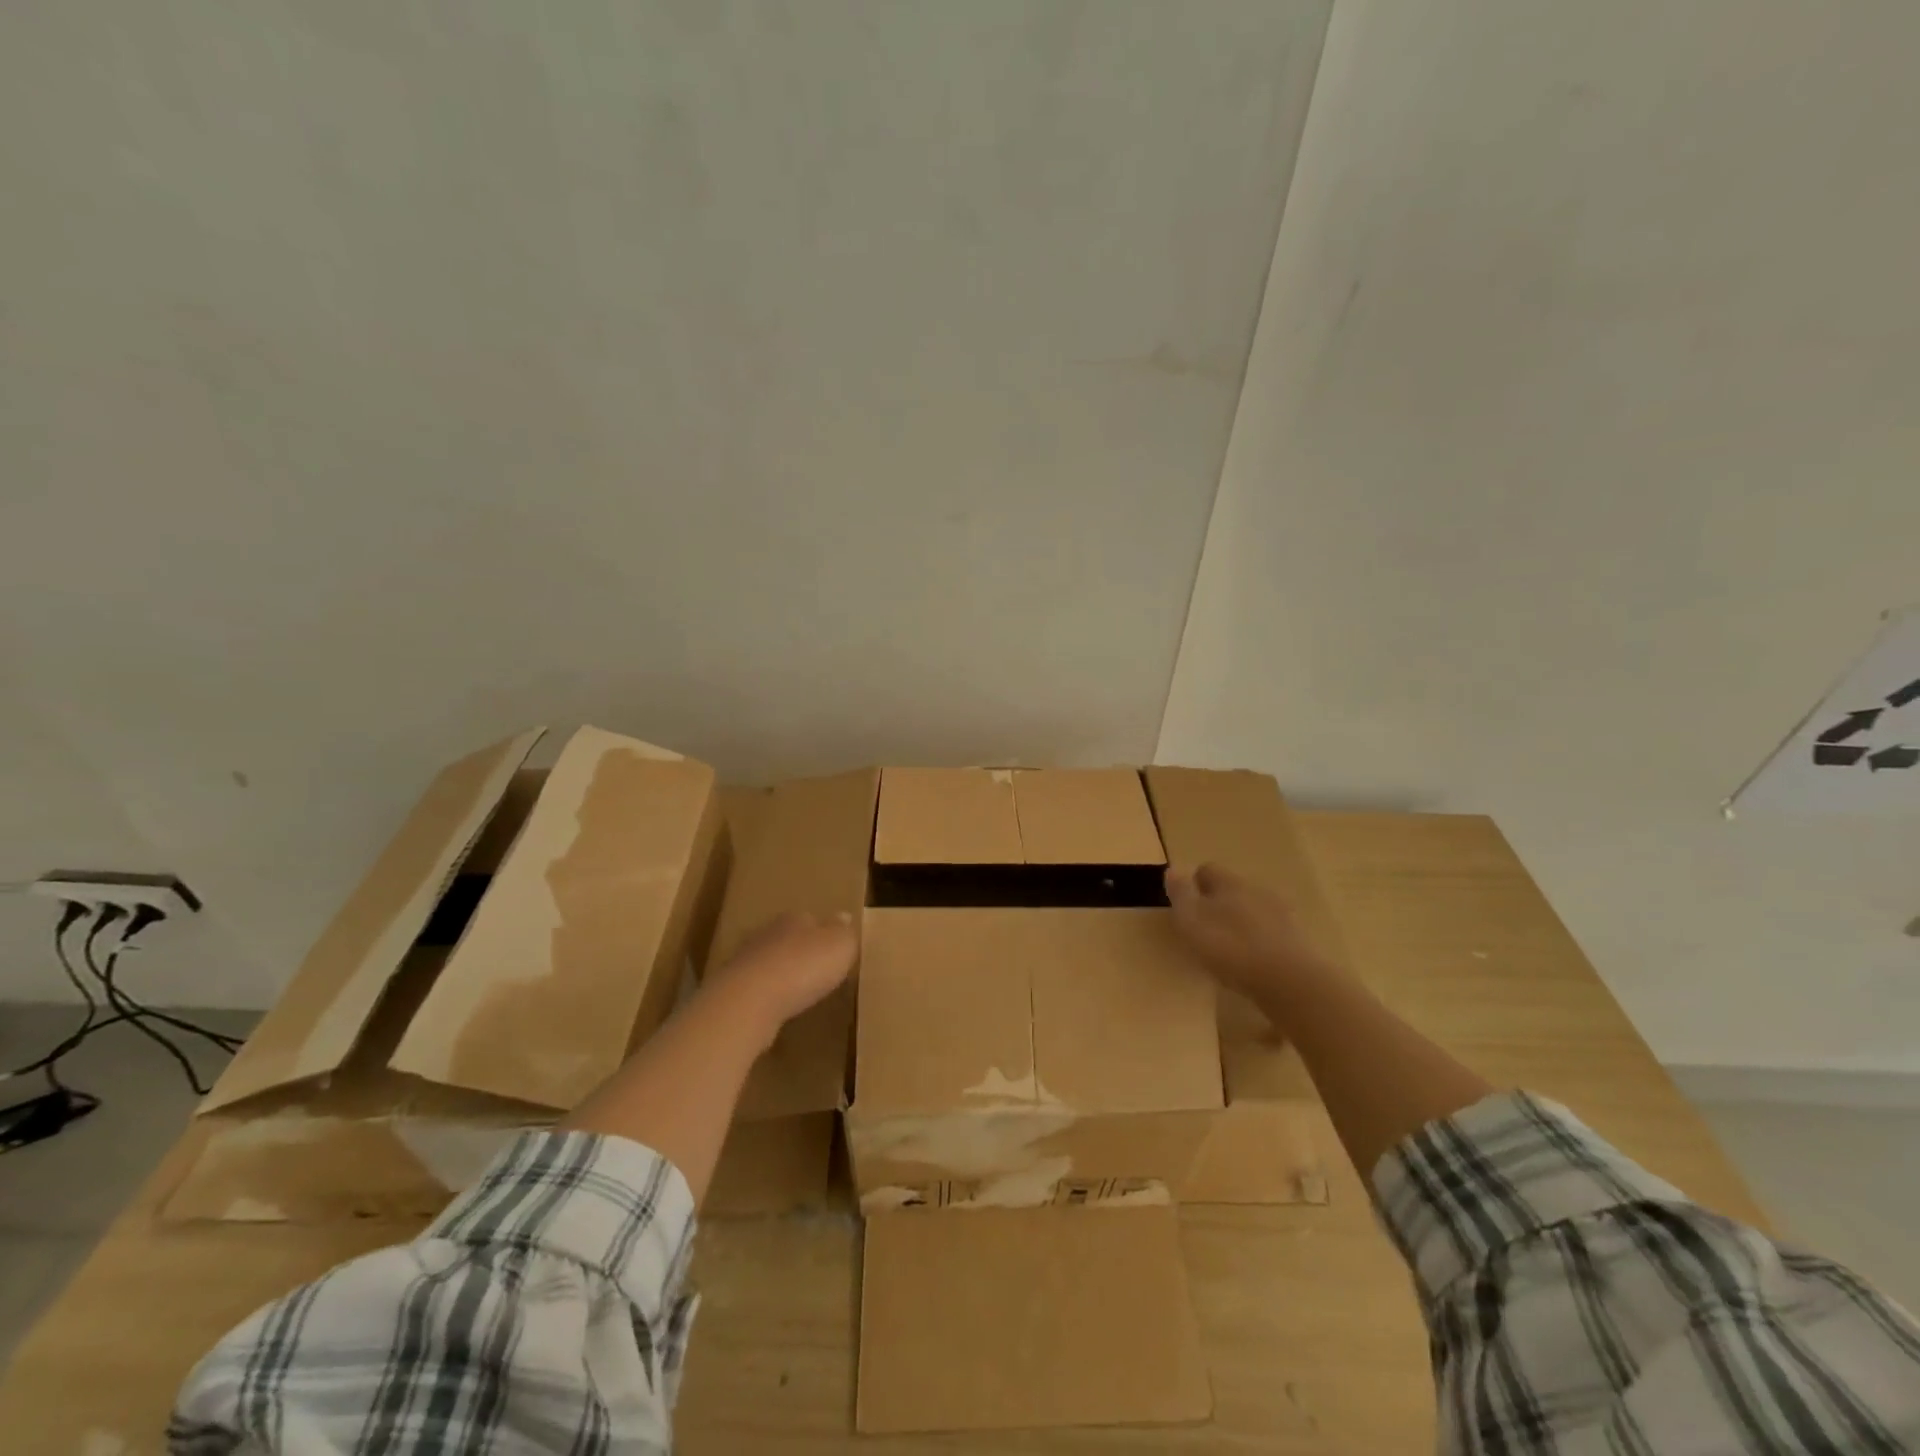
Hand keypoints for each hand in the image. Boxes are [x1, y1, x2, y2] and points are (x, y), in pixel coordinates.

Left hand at [700, 911, 858, 1045]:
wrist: (749, 1001)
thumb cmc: (802, 967)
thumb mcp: (840, 945)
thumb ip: (844, 932)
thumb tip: (845, 916)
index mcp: (794, 919)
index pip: (810, 918)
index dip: (822, 932)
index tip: (833, 947)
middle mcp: (767, 935)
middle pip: (787, 939)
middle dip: (800, 952)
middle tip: (816, 969)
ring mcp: (745, 963)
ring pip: (769, 964)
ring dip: (781, 975)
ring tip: (798, 991)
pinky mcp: (733, 992)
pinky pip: (757, 990)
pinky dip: (767, 997)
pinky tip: (777, 1009)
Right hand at [1165, 862, 1339, 1006]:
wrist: (1289, 981)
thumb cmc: (1231, 947)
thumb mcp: (1191, 920)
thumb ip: (1181, 893)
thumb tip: (1173, 869)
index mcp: (1229, 882)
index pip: (1207, 870)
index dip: (1193, 885)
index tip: (1184, 907)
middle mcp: (1256, 890)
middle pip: (1231, 889)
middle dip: (1217, 904)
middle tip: (1204, 930)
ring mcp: (1281, 914)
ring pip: (1252, 910)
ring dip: (1240, 923)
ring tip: (1227, 950)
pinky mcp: (1296, 940)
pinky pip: (1269, 933)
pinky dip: (1258, 942)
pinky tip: (1251, 963)